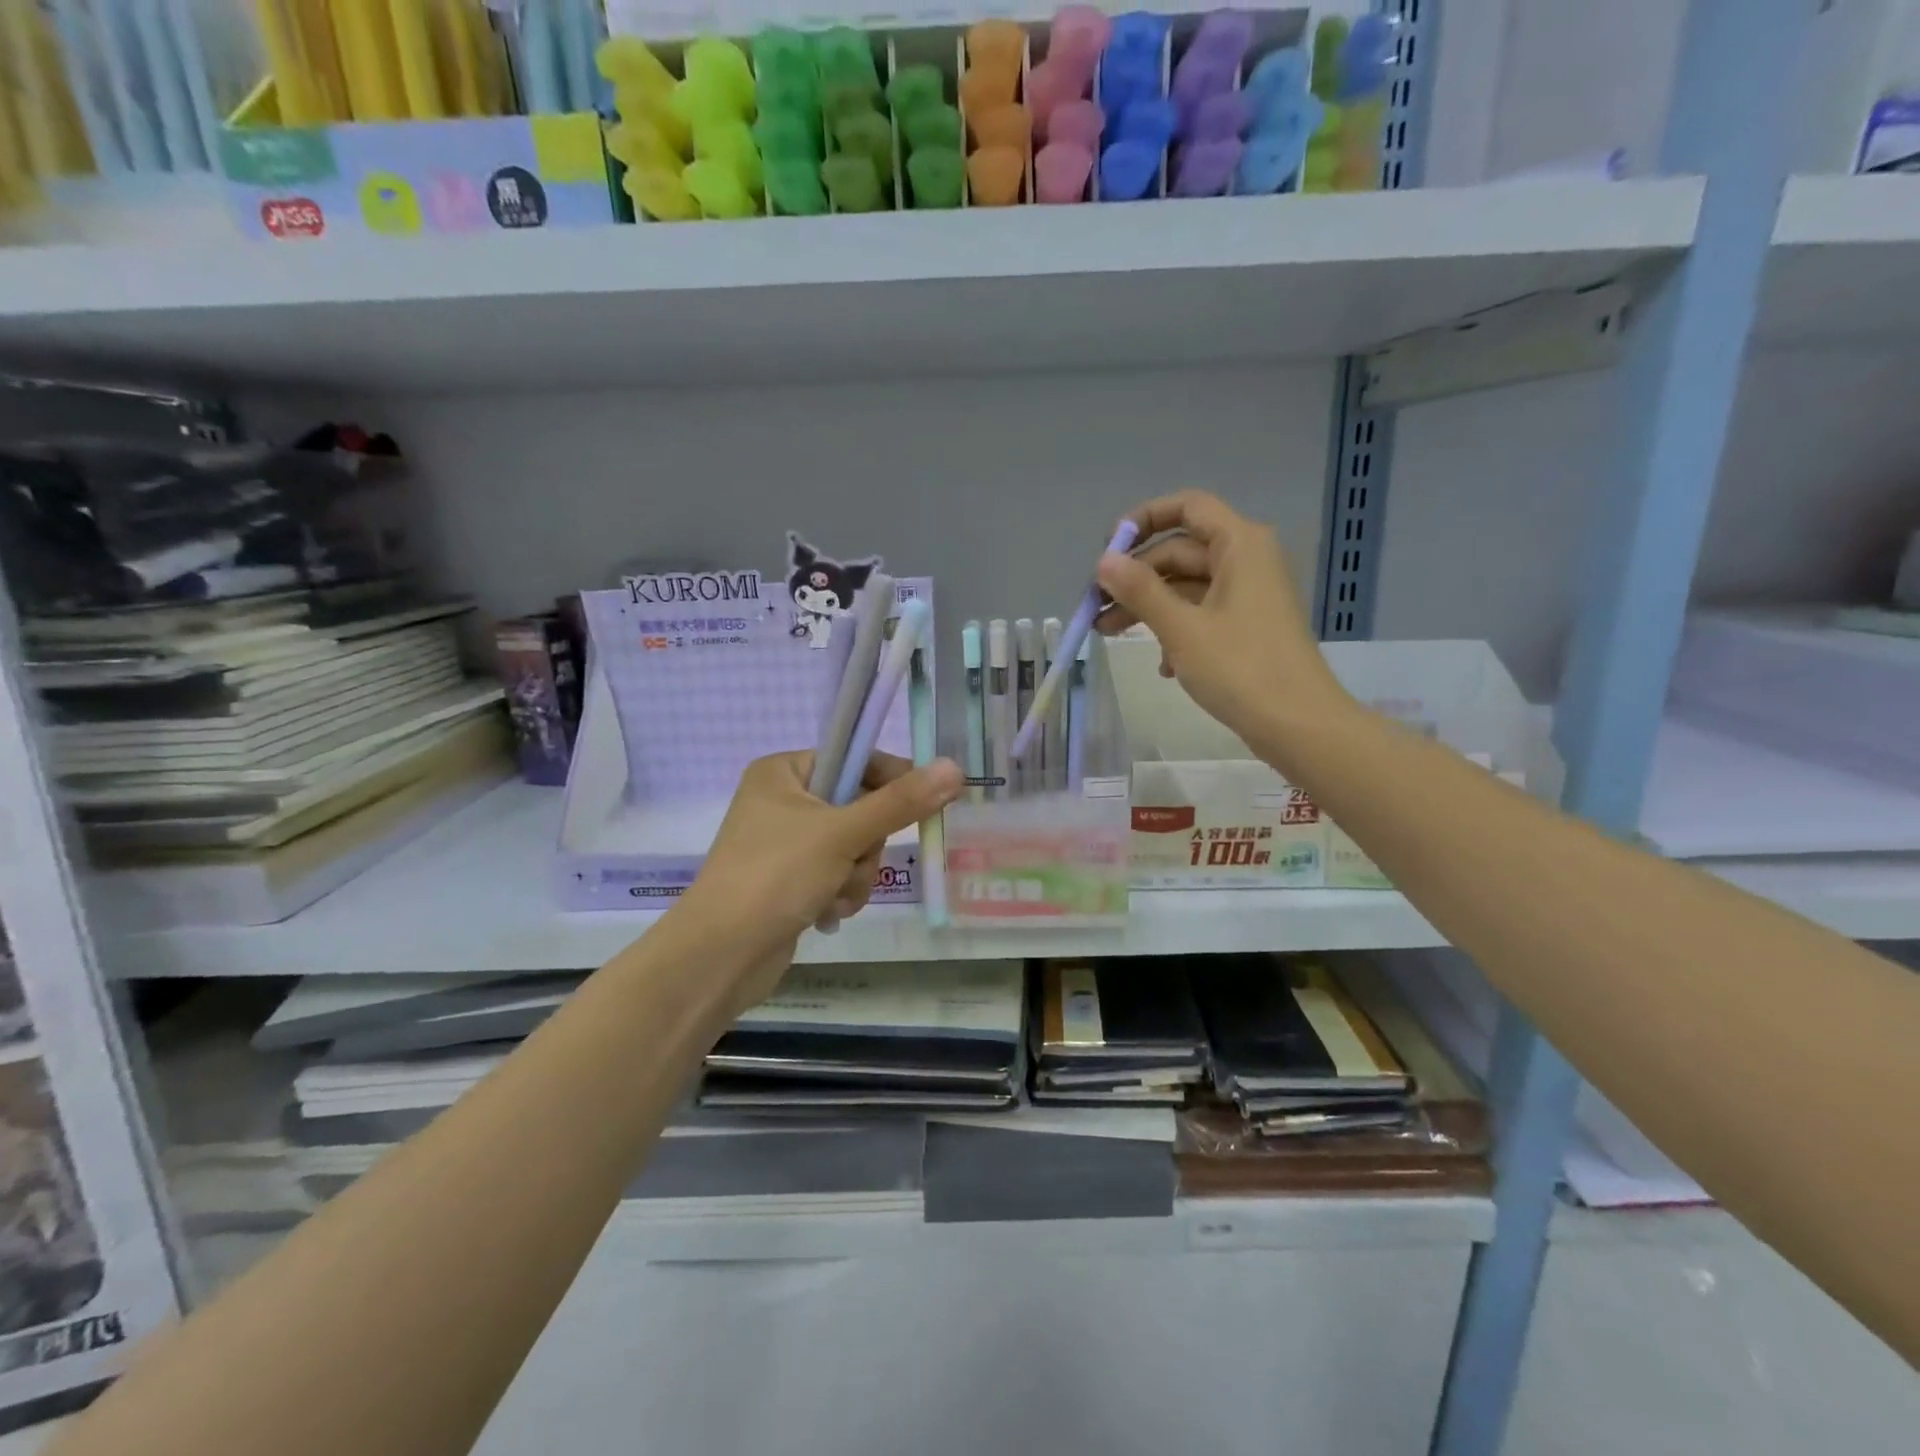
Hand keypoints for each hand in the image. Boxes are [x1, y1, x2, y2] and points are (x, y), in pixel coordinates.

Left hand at [668, 751, 964, 1016]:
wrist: (721, 955)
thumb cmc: (776, 876)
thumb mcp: (843, 833)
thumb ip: (901, 802)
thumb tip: (954, 768)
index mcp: (784, 771)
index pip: (856, 759)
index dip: (892, 781)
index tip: (925, 802)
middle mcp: (783, 800)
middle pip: (860, 808)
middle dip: (865, 845)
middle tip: (853, 861)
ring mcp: (786, 842)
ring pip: (854, 846)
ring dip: (856, 875)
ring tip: (834, 896)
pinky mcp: (790, 879)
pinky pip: (838, 873)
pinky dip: (841, 892)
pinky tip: (825, 912)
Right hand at [1096, 490, 1352, 751]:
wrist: (1298, 725)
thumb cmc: (1240, 668)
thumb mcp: (1181, 628)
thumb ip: (1140, 590)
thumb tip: (1104, 561)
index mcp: (1239, 545)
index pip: (1187, 507)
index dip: (1144, 519)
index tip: (1108, 551)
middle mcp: (1247, 560)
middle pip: (1180, 551)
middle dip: (1135, 577)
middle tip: (1095, 606)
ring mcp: (1248, 595)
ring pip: (1186, 586)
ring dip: (1147, 607)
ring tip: (1106, 634)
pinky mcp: (1247, 627)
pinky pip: (1201, 613)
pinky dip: (1175, 630)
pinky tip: (1161, 665)